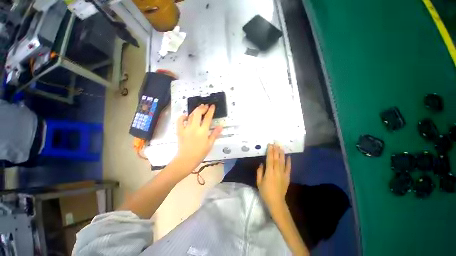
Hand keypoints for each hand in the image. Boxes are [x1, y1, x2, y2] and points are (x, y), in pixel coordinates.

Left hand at [173, 104, 222, 173]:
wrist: (186, 159)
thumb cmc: (200, 153)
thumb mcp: (210, 144)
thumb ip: (215, 134)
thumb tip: (220, 126)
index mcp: (203, 131)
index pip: (208, 118)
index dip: (211, 111)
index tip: (212, 105)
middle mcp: (194, 128)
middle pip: (198, 114)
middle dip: (202, 108)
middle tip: (205, 106)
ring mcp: (186, 128)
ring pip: (190, 116)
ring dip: (195, 110)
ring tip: (199, 108)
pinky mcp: (180, 131)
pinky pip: (179, 121)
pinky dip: (182, 117)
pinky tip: (186, 115)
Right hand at [257, 144, 291, 213]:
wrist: (276, 202)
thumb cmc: (265, 192)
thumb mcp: (259, 183)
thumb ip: (259, 172)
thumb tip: (261, 163)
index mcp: (269, 173)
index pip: (270, 159)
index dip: (270, 151)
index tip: (270, 145)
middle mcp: (277, 172)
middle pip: (276, 159)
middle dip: (275, 150)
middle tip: (275, 143)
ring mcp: (283, 174)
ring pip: (282, 162)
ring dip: (281, 154)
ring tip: (281, 147)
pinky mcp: (287, 177)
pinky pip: (288, 168)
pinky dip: (289, 162)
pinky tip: (289, 156)